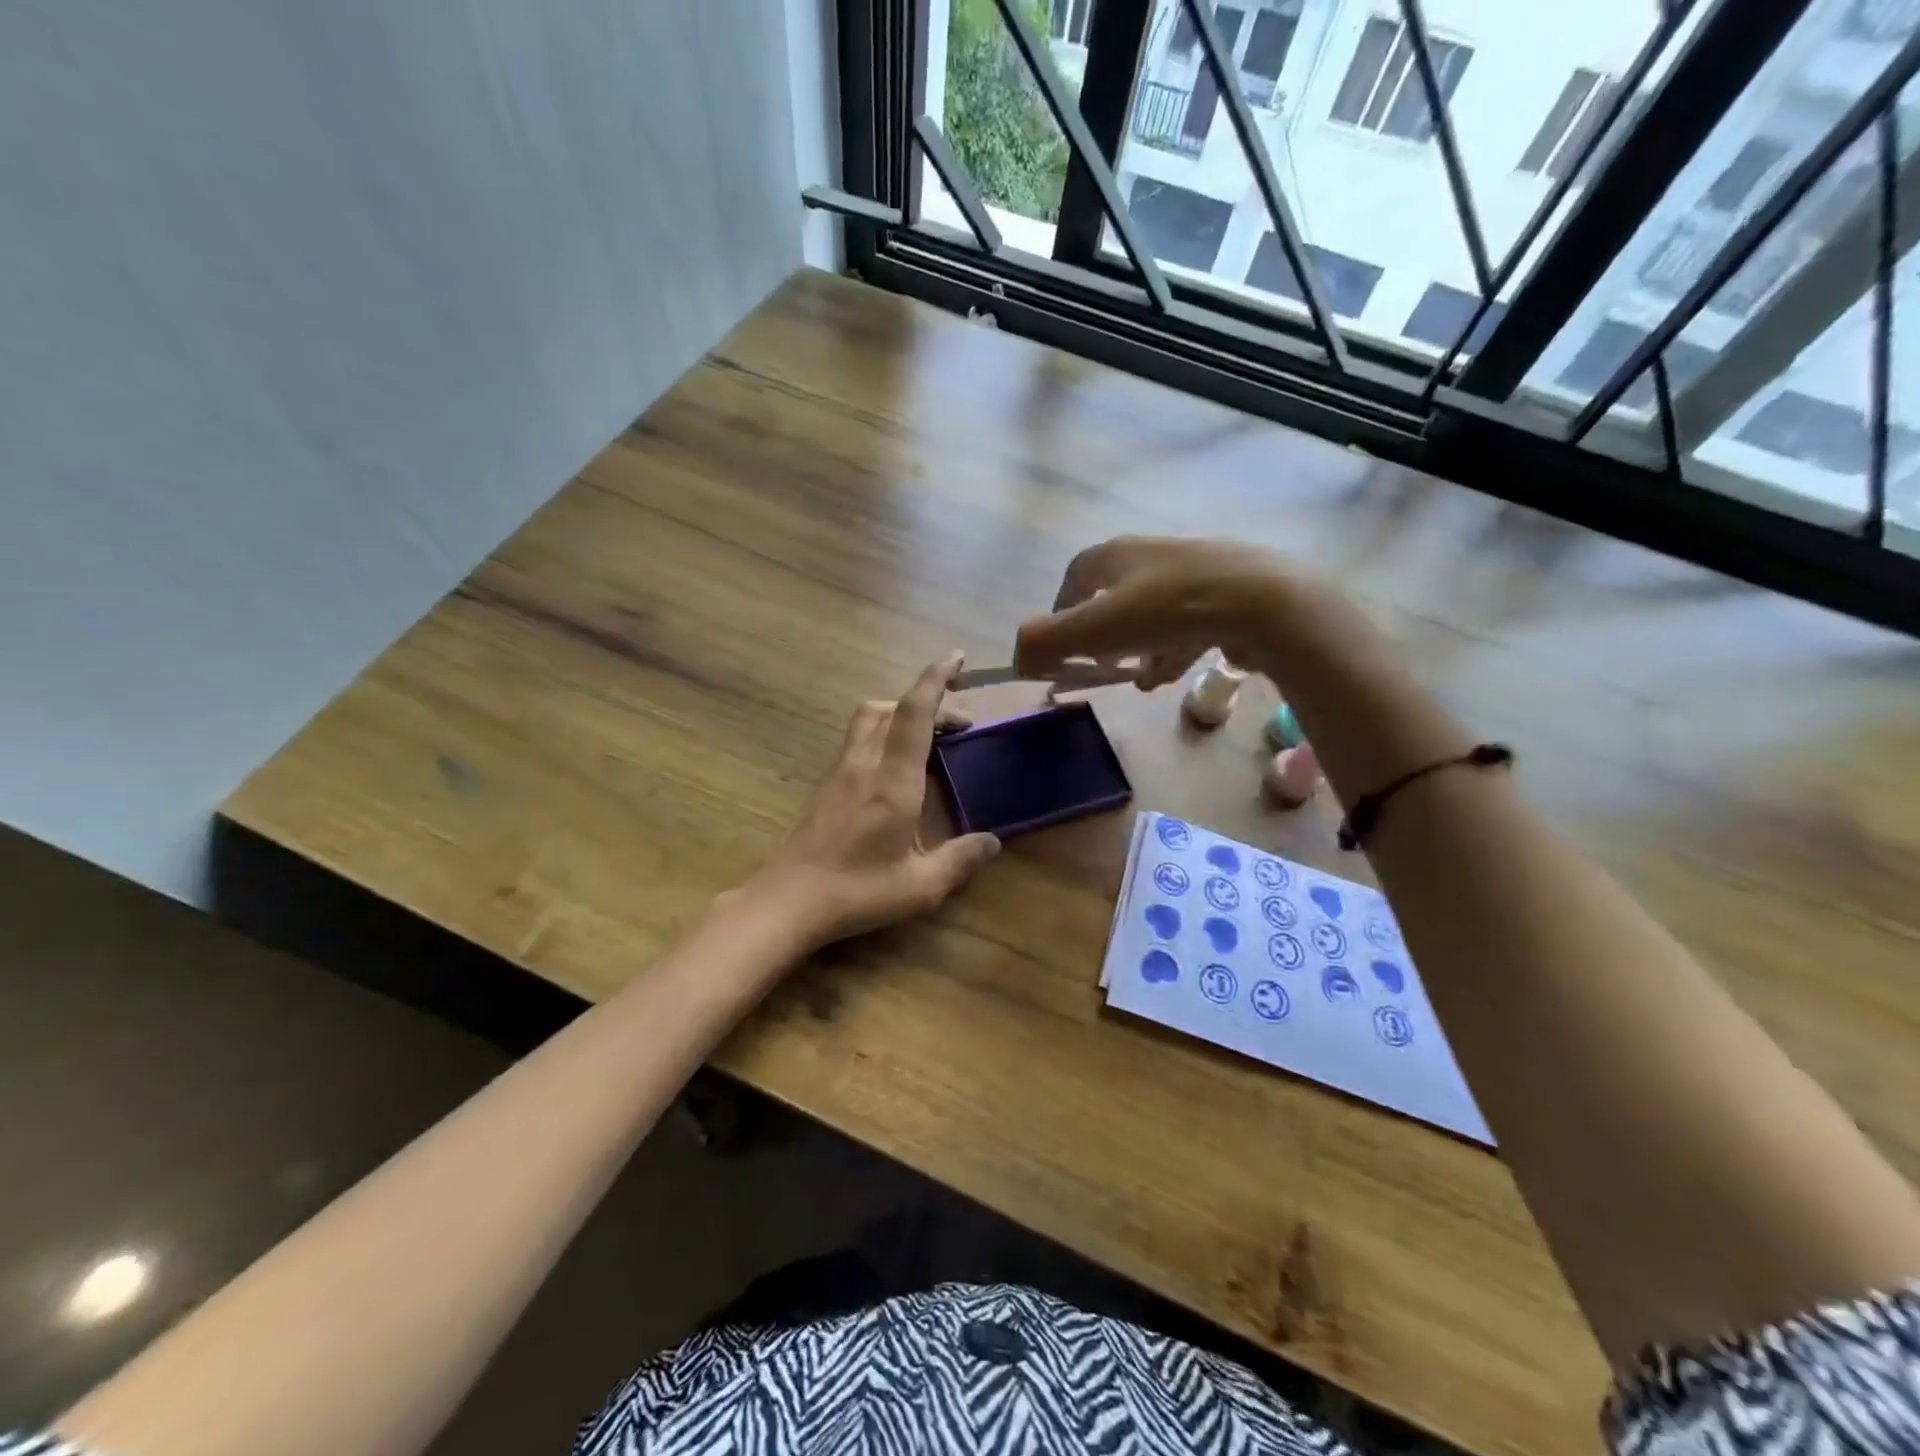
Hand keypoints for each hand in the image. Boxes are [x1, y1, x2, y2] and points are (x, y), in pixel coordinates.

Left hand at [752, 652, 1000, 949]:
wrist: (787, 901)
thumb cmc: (857, 891)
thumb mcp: (920, 886)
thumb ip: (959, 860)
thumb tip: (993, 842)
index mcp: (893, 780)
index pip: (915, 713)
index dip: (936, 679)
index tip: (956, 657)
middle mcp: (864, 764)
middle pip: (889, 707)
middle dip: (926, 700)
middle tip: (958, 722)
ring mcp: (840, 772)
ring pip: (868, 719)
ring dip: (900, 712)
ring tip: (929, 736)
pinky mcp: (826, 786)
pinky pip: (858, 740)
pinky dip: (882, 732)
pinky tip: (895, 766)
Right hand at [1014, 536, 1309, 688]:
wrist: (1260, 600)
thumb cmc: (1166, 610)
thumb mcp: (1093, 629)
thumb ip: (1045, 642)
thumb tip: (1018, 658)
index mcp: (1114, 554)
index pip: (1073, 579)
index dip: (1060, 614)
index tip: (1062, 650)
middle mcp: (1149, 554)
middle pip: (1112, 598)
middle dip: (1103, 638)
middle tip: (1104, 667)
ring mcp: (1191, 571)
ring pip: (1150, 614)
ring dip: (1138, 648)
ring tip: (1142, 679)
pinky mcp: (1225, 592)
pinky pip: (1185, 623)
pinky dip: (1172, 648)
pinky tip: (1174, 673)